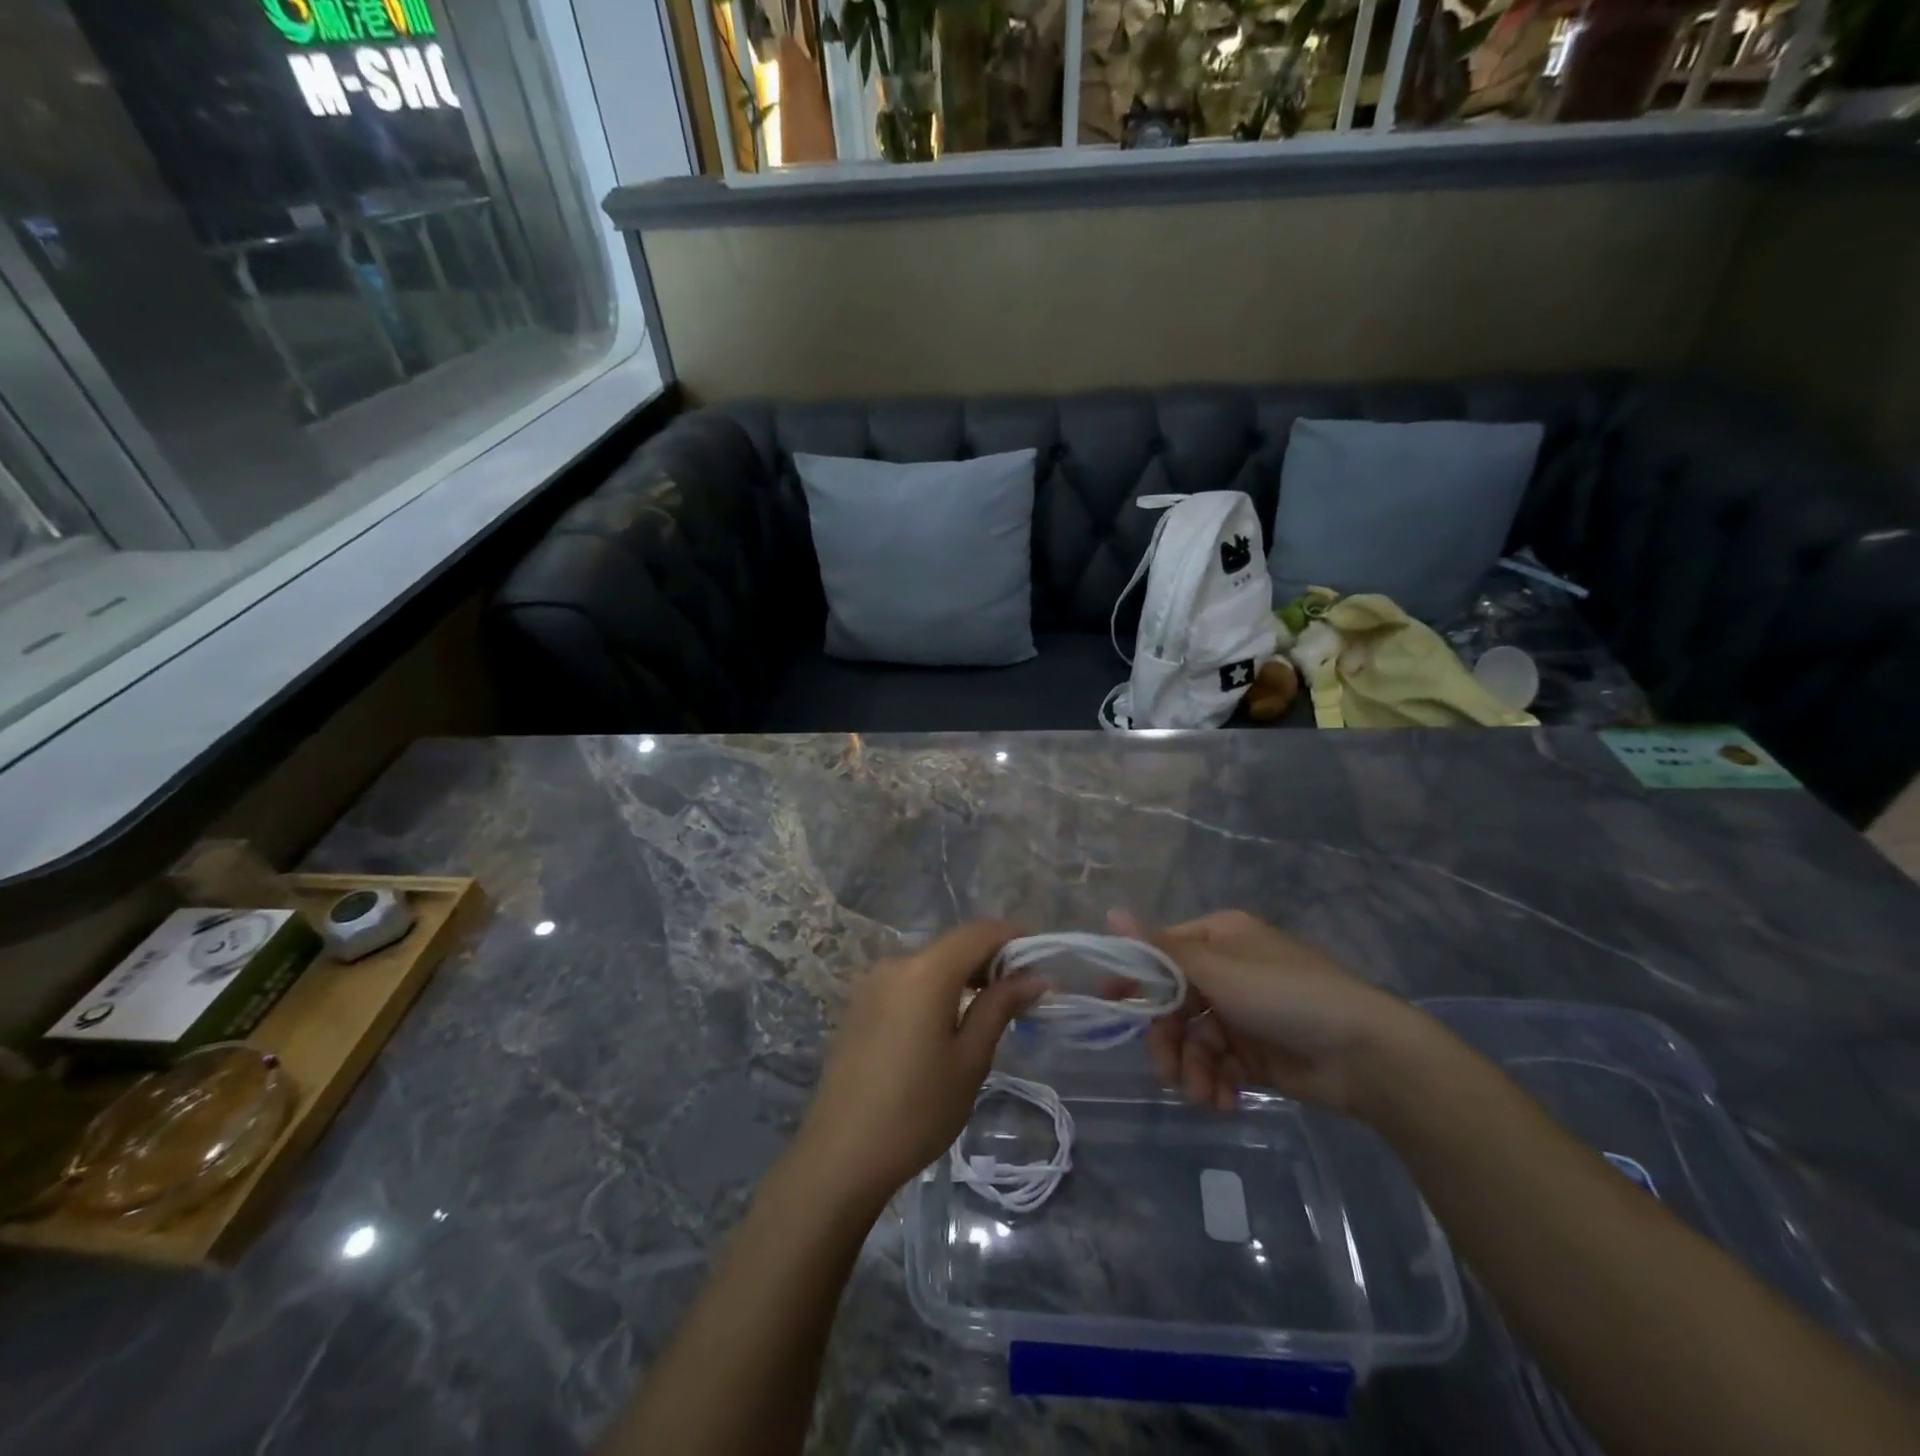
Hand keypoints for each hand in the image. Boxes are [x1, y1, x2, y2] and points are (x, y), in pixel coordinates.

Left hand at [794, 921, 1041, 1208]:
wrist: (841, 1155)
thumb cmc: (917, 1110)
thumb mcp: (970, 1060)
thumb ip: (1000, 1007)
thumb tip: (1035, 977)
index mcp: (926, 970)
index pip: (979, 932)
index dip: (1013, 938)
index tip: (1041, 961)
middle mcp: (895, 963)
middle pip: (953, 945)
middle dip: (991, 960)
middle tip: (1022, 994)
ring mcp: (872, 982)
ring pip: (930, 962)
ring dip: (963, 975)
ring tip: (990, 1010)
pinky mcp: (860, 1003)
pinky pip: (908, 980)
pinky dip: (936, 988)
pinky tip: (947, 1022)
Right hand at [1111, 909, 1420, 1115]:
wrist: (1365, 1053)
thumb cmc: (1285, 995)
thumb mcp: (1217, 969)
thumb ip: (1160, 950)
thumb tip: (1110, 913)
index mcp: (1217, 938)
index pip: (1161, 953)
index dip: (1135, 978)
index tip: (1109, 1003)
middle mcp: (1226, 972)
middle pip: (1173, 1004)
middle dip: (1168, 1040)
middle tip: (1167, 1069)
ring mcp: (1241, 1015)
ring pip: (1193, 1041)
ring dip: (1191, 1071)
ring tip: (1202, 1096)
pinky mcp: (1254, 1055)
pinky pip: (1218, 1067)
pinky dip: (1216, 1085)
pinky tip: (1224, 1102)